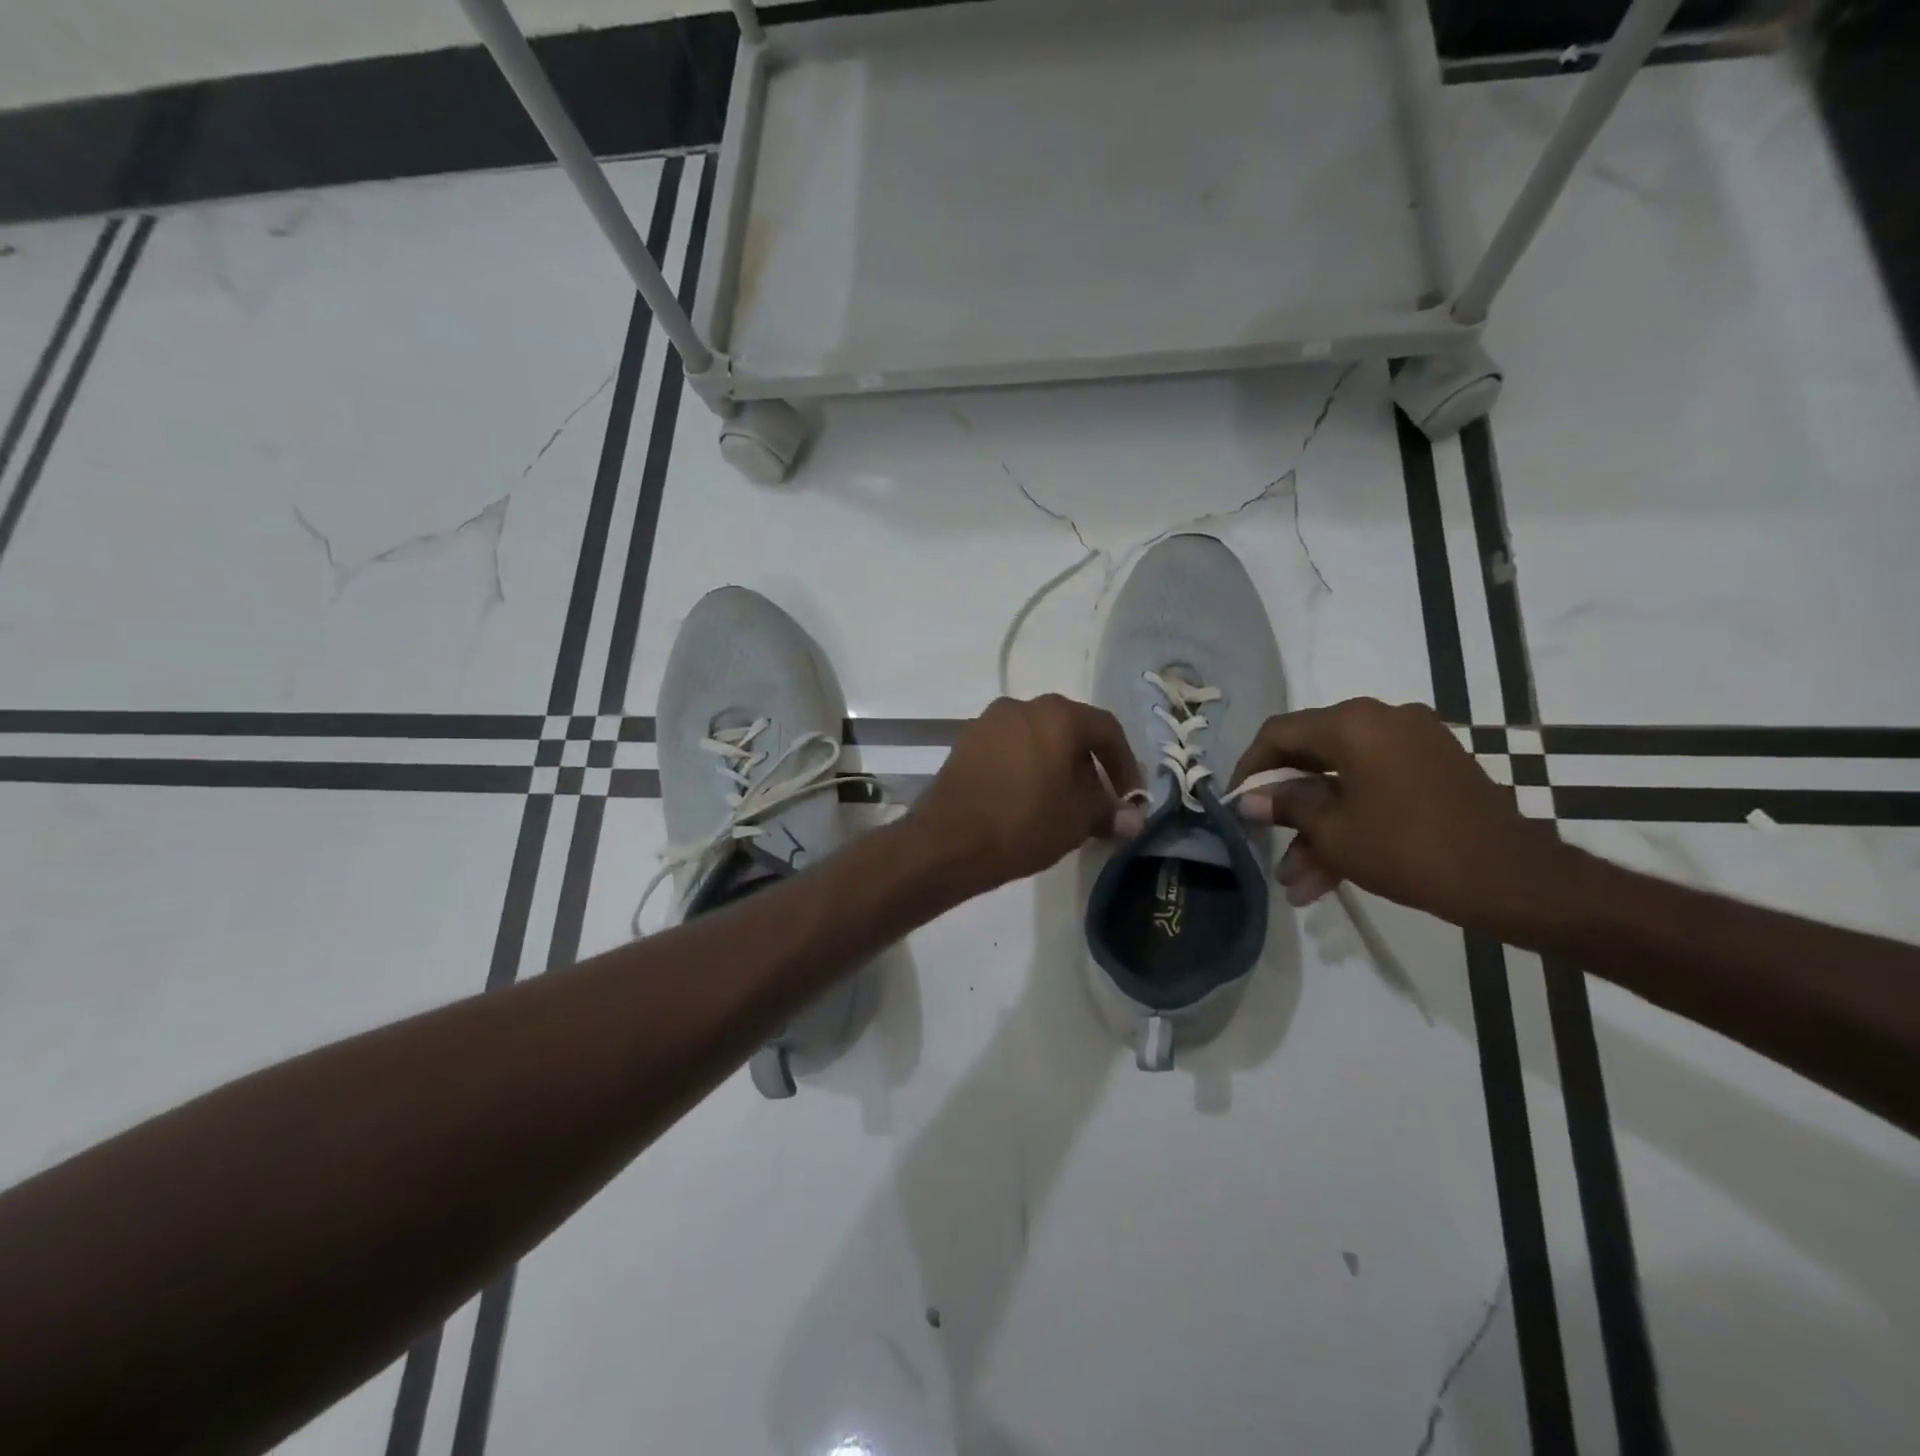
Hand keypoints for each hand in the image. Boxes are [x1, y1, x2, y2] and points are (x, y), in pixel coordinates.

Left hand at [912, 695, 1143, 896]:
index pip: (1106, 730)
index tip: (1129, 797)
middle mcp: (1023, 706)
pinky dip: (1026, 767)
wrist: (947, 840)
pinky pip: (1009, 748)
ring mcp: (989, 722)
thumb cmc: (1024, 823)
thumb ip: (1109, 812)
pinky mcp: (965, 742)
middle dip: (1089, 765)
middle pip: (1070, 730)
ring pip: (1037, 738)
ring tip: (1062, 803)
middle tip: (1098, 800)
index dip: (1125, 764)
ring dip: (1056, 766)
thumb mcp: (1078, 820)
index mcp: (1058, 715)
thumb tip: (1132, 819)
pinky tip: (1027, 799)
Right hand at [1230, 698, 1557, 926]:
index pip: (1280, 732)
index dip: (1250, 767)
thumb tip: (1250, 800)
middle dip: (1286, 807)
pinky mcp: (1433, 769)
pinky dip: (1352, 820)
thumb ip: (1285, 806)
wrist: (1512, 879)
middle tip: (1263, 841)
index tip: (1236, 801)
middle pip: (1312, 756)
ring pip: (1344, 781)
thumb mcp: (1333, 831)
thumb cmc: (1409, 848)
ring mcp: (1413, 743)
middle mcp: (1382, 719)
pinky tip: (1329, 872)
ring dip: (1318, 827)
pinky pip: (1375, 787)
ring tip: (1297, 881)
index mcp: (1354, 723)